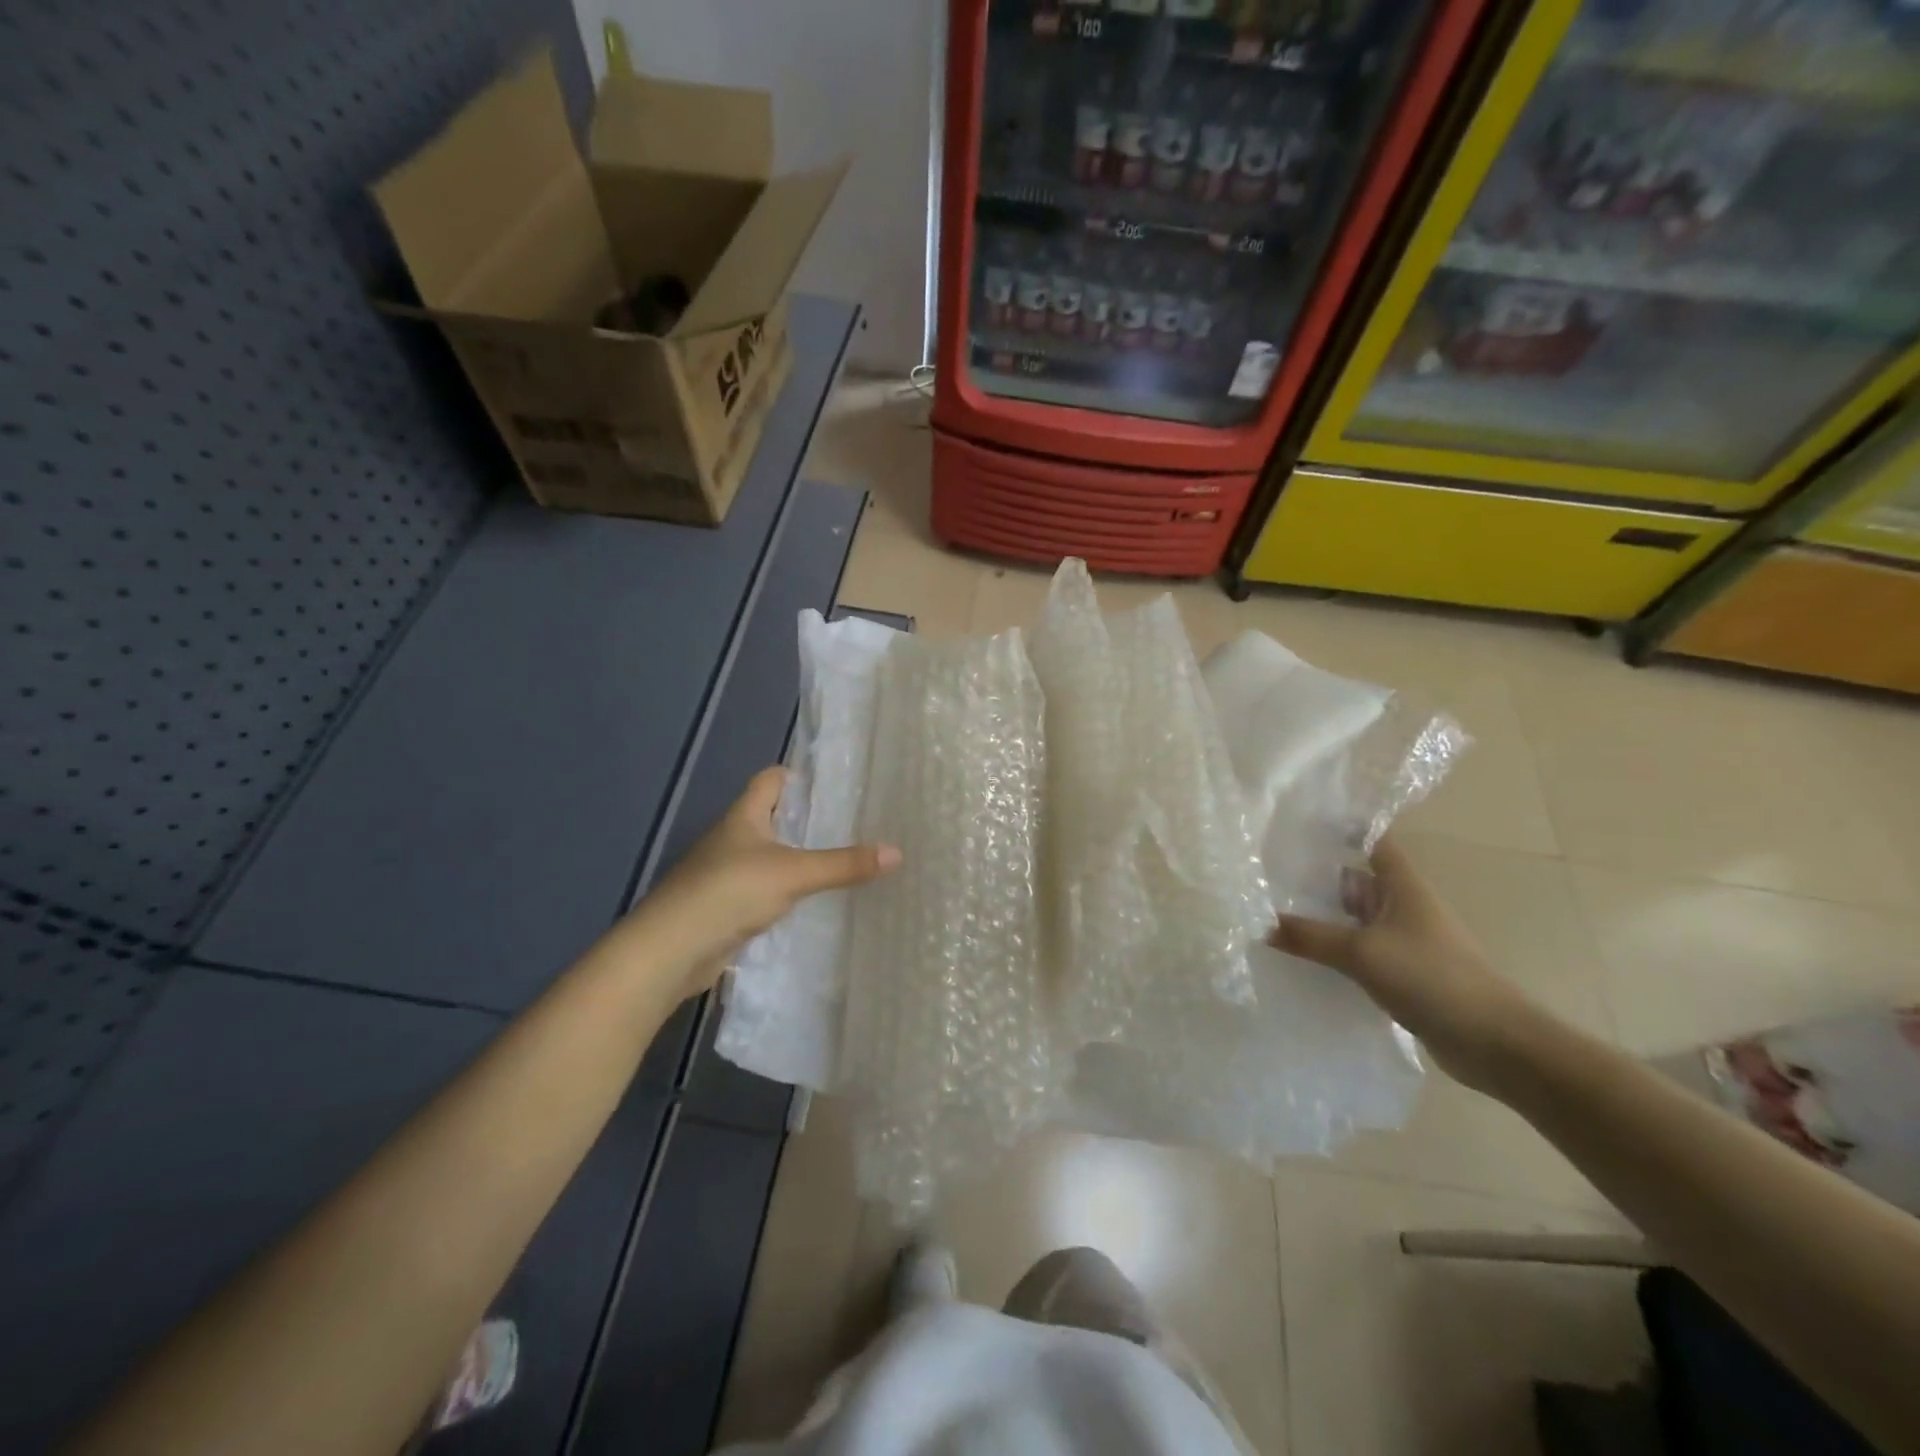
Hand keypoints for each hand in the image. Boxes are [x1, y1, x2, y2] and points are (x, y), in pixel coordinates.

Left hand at [630, 767, 899, 997]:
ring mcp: (726, 874)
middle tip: (855, 822)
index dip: (799, 775)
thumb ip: (843, 864)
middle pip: (772, 818)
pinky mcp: (726, 908)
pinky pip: (765, 890)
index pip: (770, 779)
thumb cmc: (727, 893)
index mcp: (743, 817)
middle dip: (808, 819)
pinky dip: (788, 892)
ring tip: (844, 859)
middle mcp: (733, 839)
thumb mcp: (792, 873)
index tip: (836, 782)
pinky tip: (814, 901)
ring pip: (770, 856)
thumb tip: (897, 852)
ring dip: (799, 857)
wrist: (669, 952)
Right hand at [1268, 838, 1533, 1094]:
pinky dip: (1333, 951)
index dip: (1342, 829)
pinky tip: (1301, 957)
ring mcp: (1403, 942)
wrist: (1493, 1042)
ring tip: (1272, 912)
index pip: (1372, 842)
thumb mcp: (1362, 952)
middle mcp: (1403, 907)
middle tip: (1267, 871)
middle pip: (1355, 880)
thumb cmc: (1432, 978)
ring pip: (1353, 919)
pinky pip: (1358, 952)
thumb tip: (1260, 924)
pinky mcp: (1402, 974)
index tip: (1300, 823)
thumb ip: (1310, 937)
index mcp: (1403, 887)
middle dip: (1316, 876)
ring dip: (1322, 918)